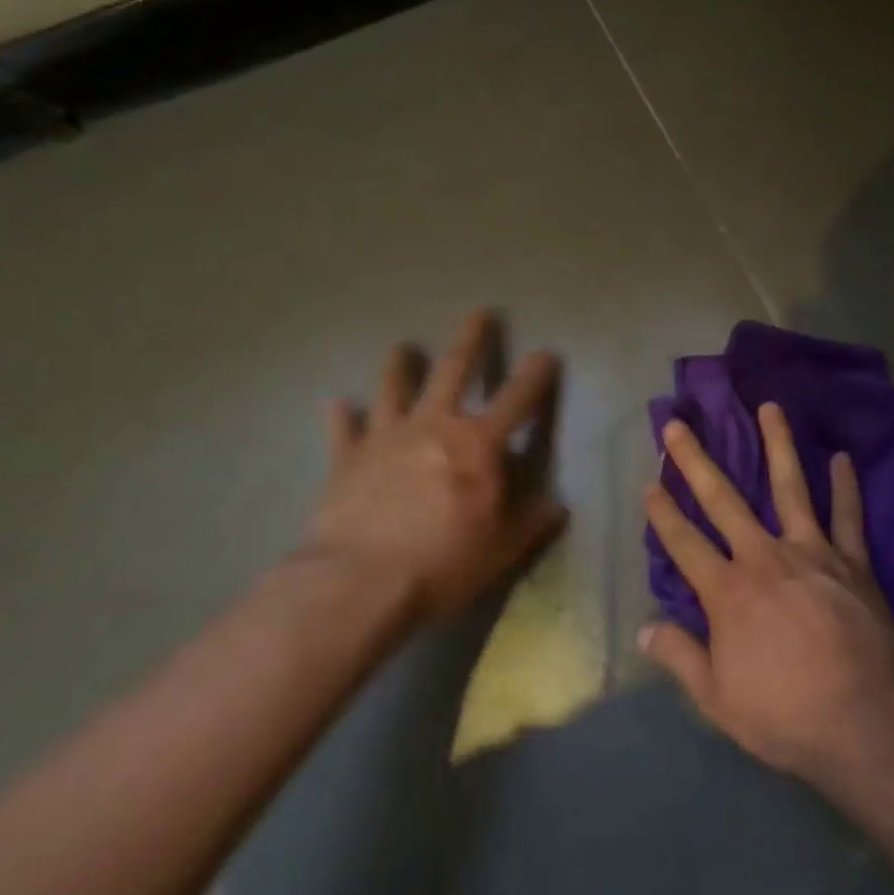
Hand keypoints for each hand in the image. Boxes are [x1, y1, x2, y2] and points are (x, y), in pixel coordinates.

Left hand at [309, 309, 565, 618]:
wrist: (360, 582)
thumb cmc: (444, 561)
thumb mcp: (504, 548)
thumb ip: (533, 520)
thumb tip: (558, 503)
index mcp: (478, 444)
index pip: (518, 398)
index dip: (536, 373)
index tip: (546, 353)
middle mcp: (435, 425)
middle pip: (453, 369)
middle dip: (471, 338)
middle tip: (480, 313)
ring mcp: (387, 437)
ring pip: (393, 387)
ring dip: (399, 365)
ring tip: (401, 346)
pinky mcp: (348, 459)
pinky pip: (343, 429)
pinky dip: (341, 415)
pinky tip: (335, 402)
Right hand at [640, 403, 893, 783]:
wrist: (867, 719)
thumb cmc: (787, 714)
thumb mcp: (719, 699)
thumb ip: (680, 657)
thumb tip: (644, 627)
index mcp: (728, 591)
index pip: (685, 543)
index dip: (663, 513)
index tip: (649, 483)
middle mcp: (764, 557)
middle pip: (723, 499)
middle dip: (695, 461)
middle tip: (677, 425)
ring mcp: (812, 552)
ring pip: (790, 487)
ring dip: (778, 444)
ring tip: (770, 407)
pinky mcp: (852, 560)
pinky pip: (848, 515)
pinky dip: (846, 485)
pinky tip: (842, 457)